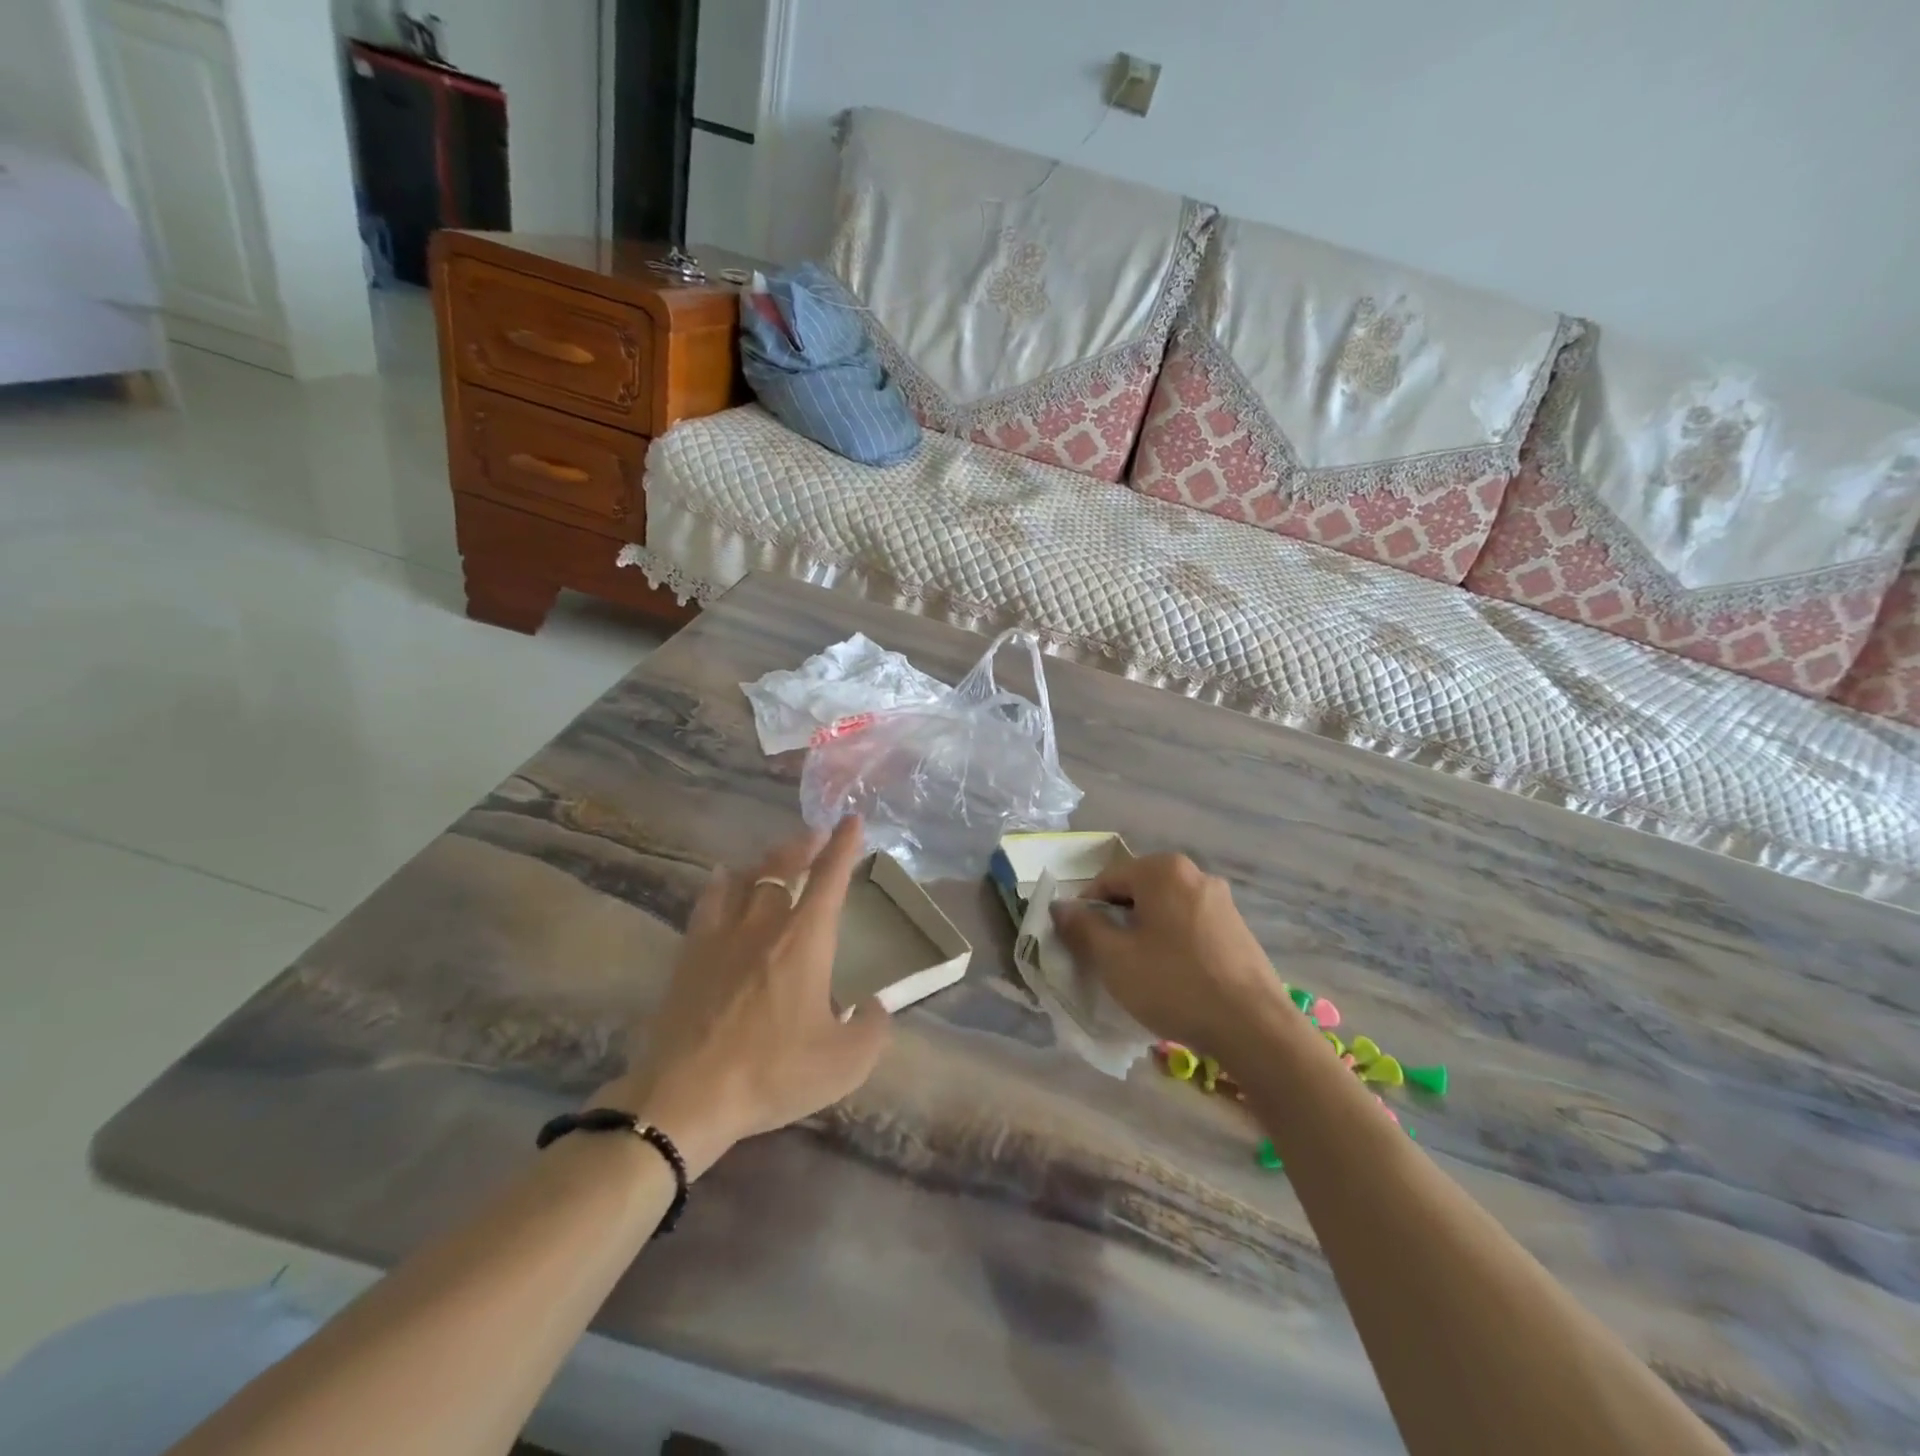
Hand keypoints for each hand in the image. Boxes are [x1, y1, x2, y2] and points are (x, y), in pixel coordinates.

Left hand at [595, 817, 889, 1176]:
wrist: (686, 1096)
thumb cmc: (773, 1072)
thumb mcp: (844, 1063)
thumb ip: (873, 1029)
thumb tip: (875, 1006)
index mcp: (805, 940)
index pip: (829, 878)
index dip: (843, 846)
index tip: (851, 821)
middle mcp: (764, 924)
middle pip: (783, 866)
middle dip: (803, 845)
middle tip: (814, 835)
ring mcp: (722, 935)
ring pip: (746, 877)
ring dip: (766, 860)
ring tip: (776, 856)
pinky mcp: (690, 953)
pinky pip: (709, 900)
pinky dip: (723, 882)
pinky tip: (723, 879)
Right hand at [1049, 853, 1286, 1055]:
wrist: (1254, 1028)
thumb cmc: (1174, 984)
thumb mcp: (1114, 958)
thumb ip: (1082, 927)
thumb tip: (1060, 907)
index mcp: (1162, 870)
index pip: (1106, 880)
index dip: (1085, 911)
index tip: (1080, 946)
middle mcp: (1194, 874)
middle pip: (1136, 892)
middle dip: (1117, 922)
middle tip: (1108, 961)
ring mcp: (1221, 901)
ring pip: (1164, 910)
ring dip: (1144, 934)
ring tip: (1140, 973)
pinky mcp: (1237, 929)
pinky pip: (1189, 926)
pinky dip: (1172, 944)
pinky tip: (1173, 978)